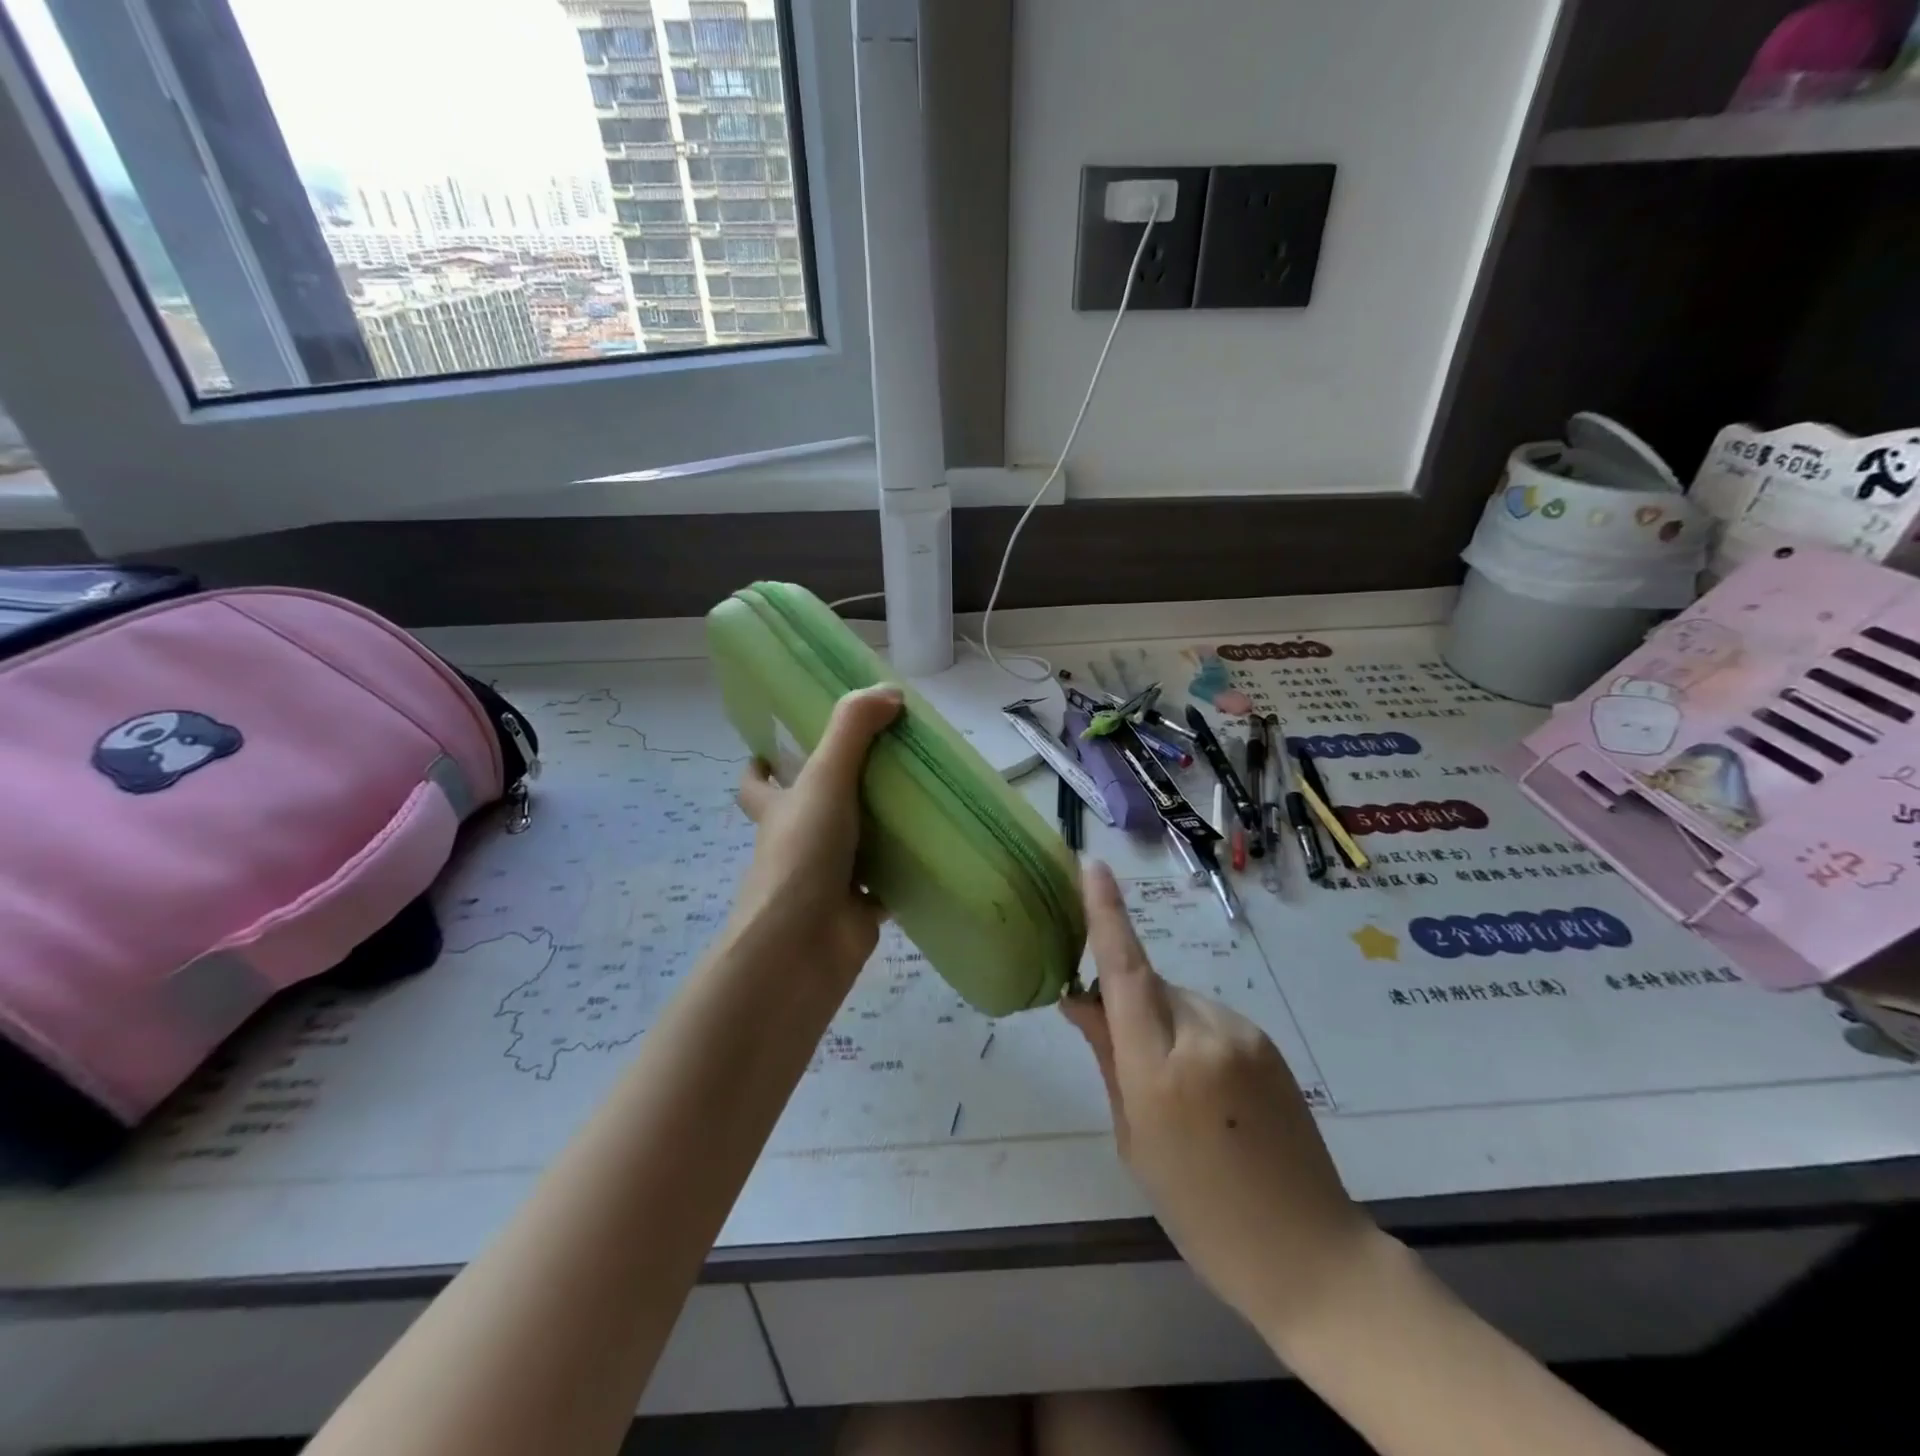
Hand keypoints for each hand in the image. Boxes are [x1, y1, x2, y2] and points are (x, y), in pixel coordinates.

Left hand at [733, 685, 902, 982]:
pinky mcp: (858, 909)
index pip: (757, 784)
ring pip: (853, 847)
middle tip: (880, 762)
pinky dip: (905, 871)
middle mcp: (798, 844)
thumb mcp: (825, 779)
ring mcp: (828, 879)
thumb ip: (852, 731)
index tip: (782, 745)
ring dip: (878, 828)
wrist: (803, 945)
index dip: (763, 765)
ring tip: (918, 796)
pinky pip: (886, 884)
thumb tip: (889, 691)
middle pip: (810, 811)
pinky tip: (936, 850)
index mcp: (779, 811)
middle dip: (837, 791)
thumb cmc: (803, 854)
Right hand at [1061, 862, 1376, 1339]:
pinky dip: (1192, 1035)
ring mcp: (1244, 1034)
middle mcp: (1204, 1035)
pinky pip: (1210, 1018)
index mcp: (1160, 1069)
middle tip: (1123, 1056)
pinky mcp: (1266, 1041)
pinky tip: (1209, 1092)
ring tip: (1178, 1092)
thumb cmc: (1200, 1212)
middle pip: (1148, 985)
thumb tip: (1078, 997)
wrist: (1309, 1252)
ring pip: (1179, 1001)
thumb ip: (1108, 1057)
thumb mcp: (1135, 1140)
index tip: (1092, 865)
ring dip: (1162, 1023)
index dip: (1105, 914)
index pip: (1125, 971)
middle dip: (1128, 1001)